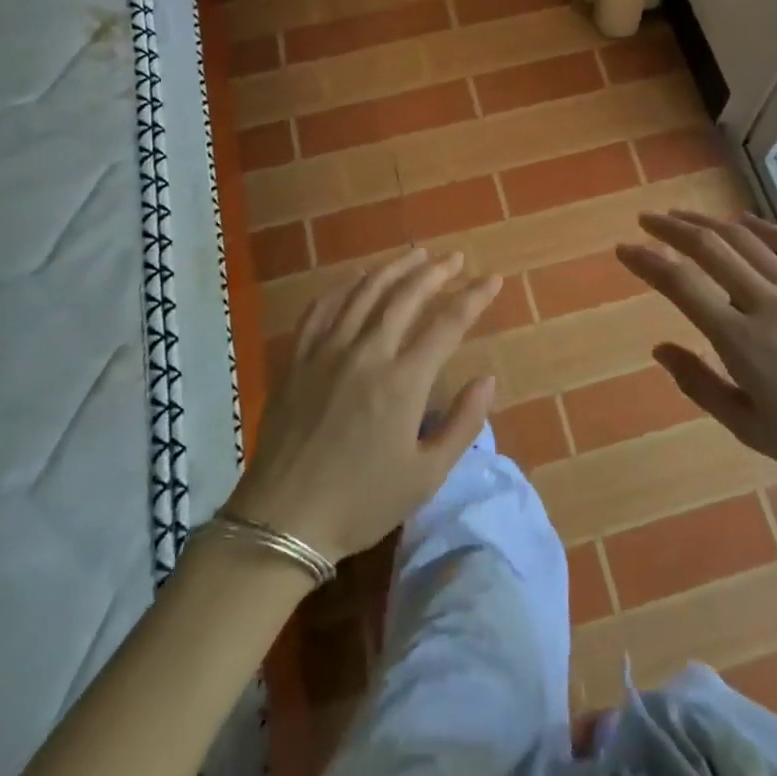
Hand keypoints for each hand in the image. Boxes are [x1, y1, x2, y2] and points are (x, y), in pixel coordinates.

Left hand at [225, 249, 499, 562]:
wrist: (283, 520)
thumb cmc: (361, 502)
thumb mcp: (426, 476)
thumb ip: (463, 425)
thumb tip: (488, 379)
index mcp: (403, 382)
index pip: (448, 324)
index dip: (474, 298)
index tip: (492, 280)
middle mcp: (367, 353)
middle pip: (406, 296)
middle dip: (436, 271)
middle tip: (456, 258)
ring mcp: (328, 350)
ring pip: (365, 292)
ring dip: (395, 268)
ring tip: (416, 255)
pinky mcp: (298, 358)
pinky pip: (322, 307)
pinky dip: (344, 287)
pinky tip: (357, 279)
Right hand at [617, 211, 776, 502]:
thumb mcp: (749, 428)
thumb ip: (699, 384)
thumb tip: (659, 348)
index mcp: (741, 339)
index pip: (681, 284)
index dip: (647, 261)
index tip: (624, 250)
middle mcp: (765, 301)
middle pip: (709, 247)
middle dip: (671, 229)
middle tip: (646, 221)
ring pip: (744, 238)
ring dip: (707, 222)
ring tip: (681, 217)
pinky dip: (759, 226)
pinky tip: (741, 220)